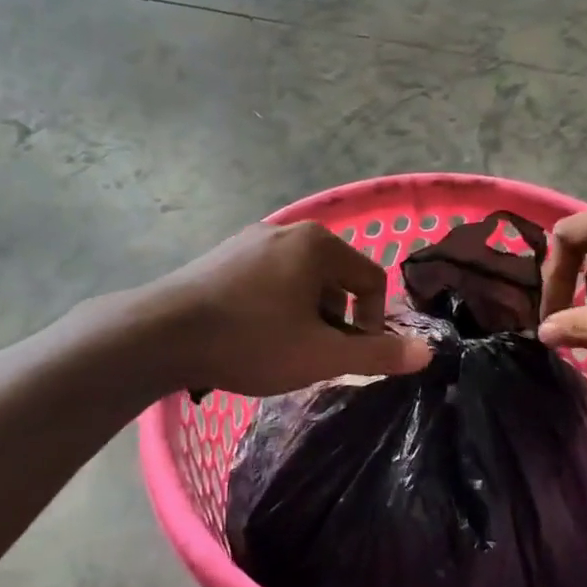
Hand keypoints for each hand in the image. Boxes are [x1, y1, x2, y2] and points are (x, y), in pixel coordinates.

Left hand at [149, 221, 433, 396]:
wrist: (159, 335)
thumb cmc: (251, 341)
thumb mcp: (322, 356)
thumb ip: (377, 354)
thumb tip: (426, 353)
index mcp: (318, 244)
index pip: (372, 280)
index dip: (373, 323)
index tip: (350, 356)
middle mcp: (287, 230)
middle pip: (335, 280)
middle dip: (334, 322)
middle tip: (313, 356)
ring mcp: (249, 240)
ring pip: (300, 282)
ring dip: (304, 316)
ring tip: (281, 349)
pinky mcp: (221, 256)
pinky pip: (268, 280)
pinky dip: (274, 307)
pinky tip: (251, 335)